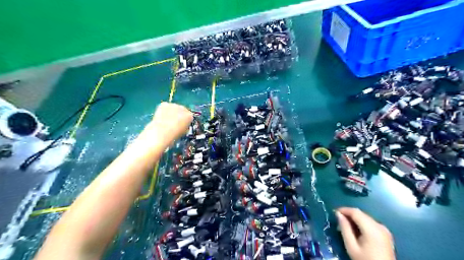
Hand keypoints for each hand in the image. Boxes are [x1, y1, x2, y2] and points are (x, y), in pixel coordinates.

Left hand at [144, 103, 192, 148]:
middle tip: (173, 121)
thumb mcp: (184, 131)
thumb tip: (182, 124)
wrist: (162, 132)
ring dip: (171, 112)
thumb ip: (185, 125)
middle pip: (182, 110)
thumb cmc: (174, 134)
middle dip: (178, 114)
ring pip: (173, 107)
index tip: (181, 123)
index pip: (189, 116)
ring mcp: (173, 105)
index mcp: (190, 116)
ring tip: (166, 120)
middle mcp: (183, 108)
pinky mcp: (164, 104)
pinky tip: (161, 117)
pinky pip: (165, 106)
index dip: (185, 120)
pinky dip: (163, 110)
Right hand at [336, 207, 396, 259]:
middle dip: (349, 214)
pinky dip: (361, 223)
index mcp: (372, 229)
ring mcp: (384, 230)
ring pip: (366, 217)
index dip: (344, 210)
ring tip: (345, 225)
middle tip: (338, 220)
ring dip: (355, 219)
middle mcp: (380, 226)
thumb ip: (345, 228)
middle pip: (361, 214)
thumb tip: (338, 214)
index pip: (356, 212)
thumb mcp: (351, 246)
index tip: (334, 212)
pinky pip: (371, 223)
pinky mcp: (385, 234)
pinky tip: (356, 230)